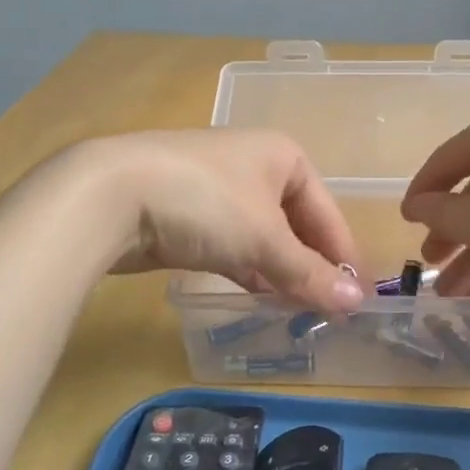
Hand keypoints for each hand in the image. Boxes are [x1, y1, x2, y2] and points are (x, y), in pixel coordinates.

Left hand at [92, 129, 363, 312]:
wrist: (110, 194)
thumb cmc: (205, 202)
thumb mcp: (265, 239)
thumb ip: (309, 273)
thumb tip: (356, 302)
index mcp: (283, 156)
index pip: (327, 211)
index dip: (343, 255)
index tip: (358, 298)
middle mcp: (255, 167)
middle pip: (296, 224)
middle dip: (311, 266)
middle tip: (329, 311)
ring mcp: (218, 190)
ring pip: (264, 237)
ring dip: (281, 273)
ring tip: (301, 313)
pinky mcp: (189, 215)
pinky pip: (233, 246)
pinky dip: (249, 270)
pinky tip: (260, 298)